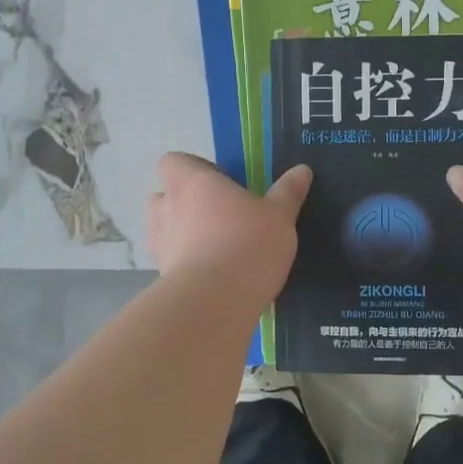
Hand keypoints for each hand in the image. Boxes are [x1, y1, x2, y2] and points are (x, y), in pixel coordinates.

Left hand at [147, 153, 312, 293]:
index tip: (219, 181)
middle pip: (163, 195)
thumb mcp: (279, 216)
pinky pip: (171, 261)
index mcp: (192, 182)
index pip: (173, 161)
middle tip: (218, 213)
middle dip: (184, 202)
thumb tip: (302, 170)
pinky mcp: (162, 276)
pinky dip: (185, 264)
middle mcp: (168, 207)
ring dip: (181, 233)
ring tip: (214, 246)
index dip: (192, 168)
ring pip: (164, 230)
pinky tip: (213, 276)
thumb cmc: (247, 243)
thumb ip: (288, 192)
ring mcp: (160, 243)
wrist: (214, 302)